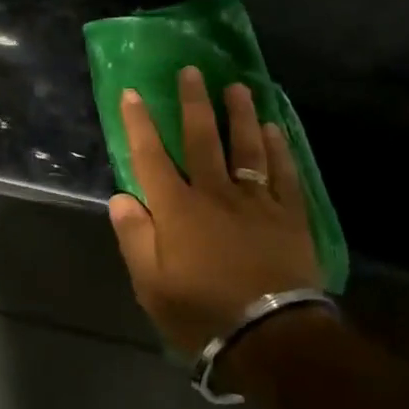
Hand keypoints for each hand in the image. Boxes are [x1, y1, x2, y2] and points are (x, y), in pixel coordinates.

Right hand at [107, 67, 321, 354]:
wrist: (271, 338)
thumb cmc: (202, 312)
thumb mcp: (151, 284)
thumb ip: (134, 236)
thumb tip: (120, 197)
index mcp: (176, 208)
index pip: (150, 156)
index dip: (139, 123)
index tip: (133, 93)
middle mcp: (214, 193)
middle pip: (201, 138)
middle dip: (193, 102)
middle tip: (192, 70)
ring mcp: (255, 201)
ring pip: (246, 147)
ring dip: (240, 114)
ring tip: (237, 87)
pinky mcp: (288, 216)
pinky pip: (283, 174)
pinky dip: (279, 149)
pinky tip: (275, 129)